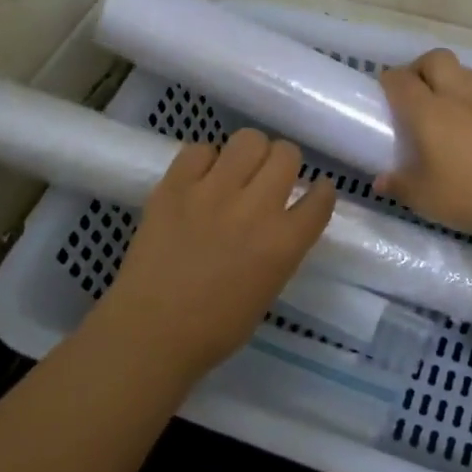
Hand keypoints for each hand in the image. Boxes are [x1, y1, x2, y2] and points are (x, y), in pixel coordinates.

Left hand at [94, 129, 337, 380]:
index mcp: (284, 243)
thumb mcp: (268, 289)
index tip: (314, 192)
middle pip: (286, 154)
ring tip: (235, 172)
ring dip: (248, 154)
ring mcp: (213, 192)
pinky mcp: (175, 186)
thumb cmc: (215, 327)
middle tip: (268, 178)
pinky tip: (199, 180)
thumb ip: (280, 248)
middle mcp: (255, 209)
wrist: (150, 332)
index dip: (321, 191)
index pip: (320, 198)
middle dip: (283, 163)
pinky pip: (199, 149)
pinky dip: (204, 161)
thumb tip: (279, 221)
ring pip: (248, 140)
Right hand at [375, 49, 471, 239]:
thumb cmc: (466, 193)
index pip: (401, 80)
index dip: (388, 82)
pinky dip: (465, 97)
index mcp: (428, 111)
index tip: (380, 96)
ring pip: (461, 70)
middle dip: (418, 68)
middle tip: (409, 94)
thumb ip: (398, 184)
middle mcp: (455, 97)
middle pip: (436, 59)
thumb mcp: (421, 196)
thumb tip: (381, 181)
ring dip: (445, 78)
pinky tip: (461, 124)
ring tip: (436, 106)